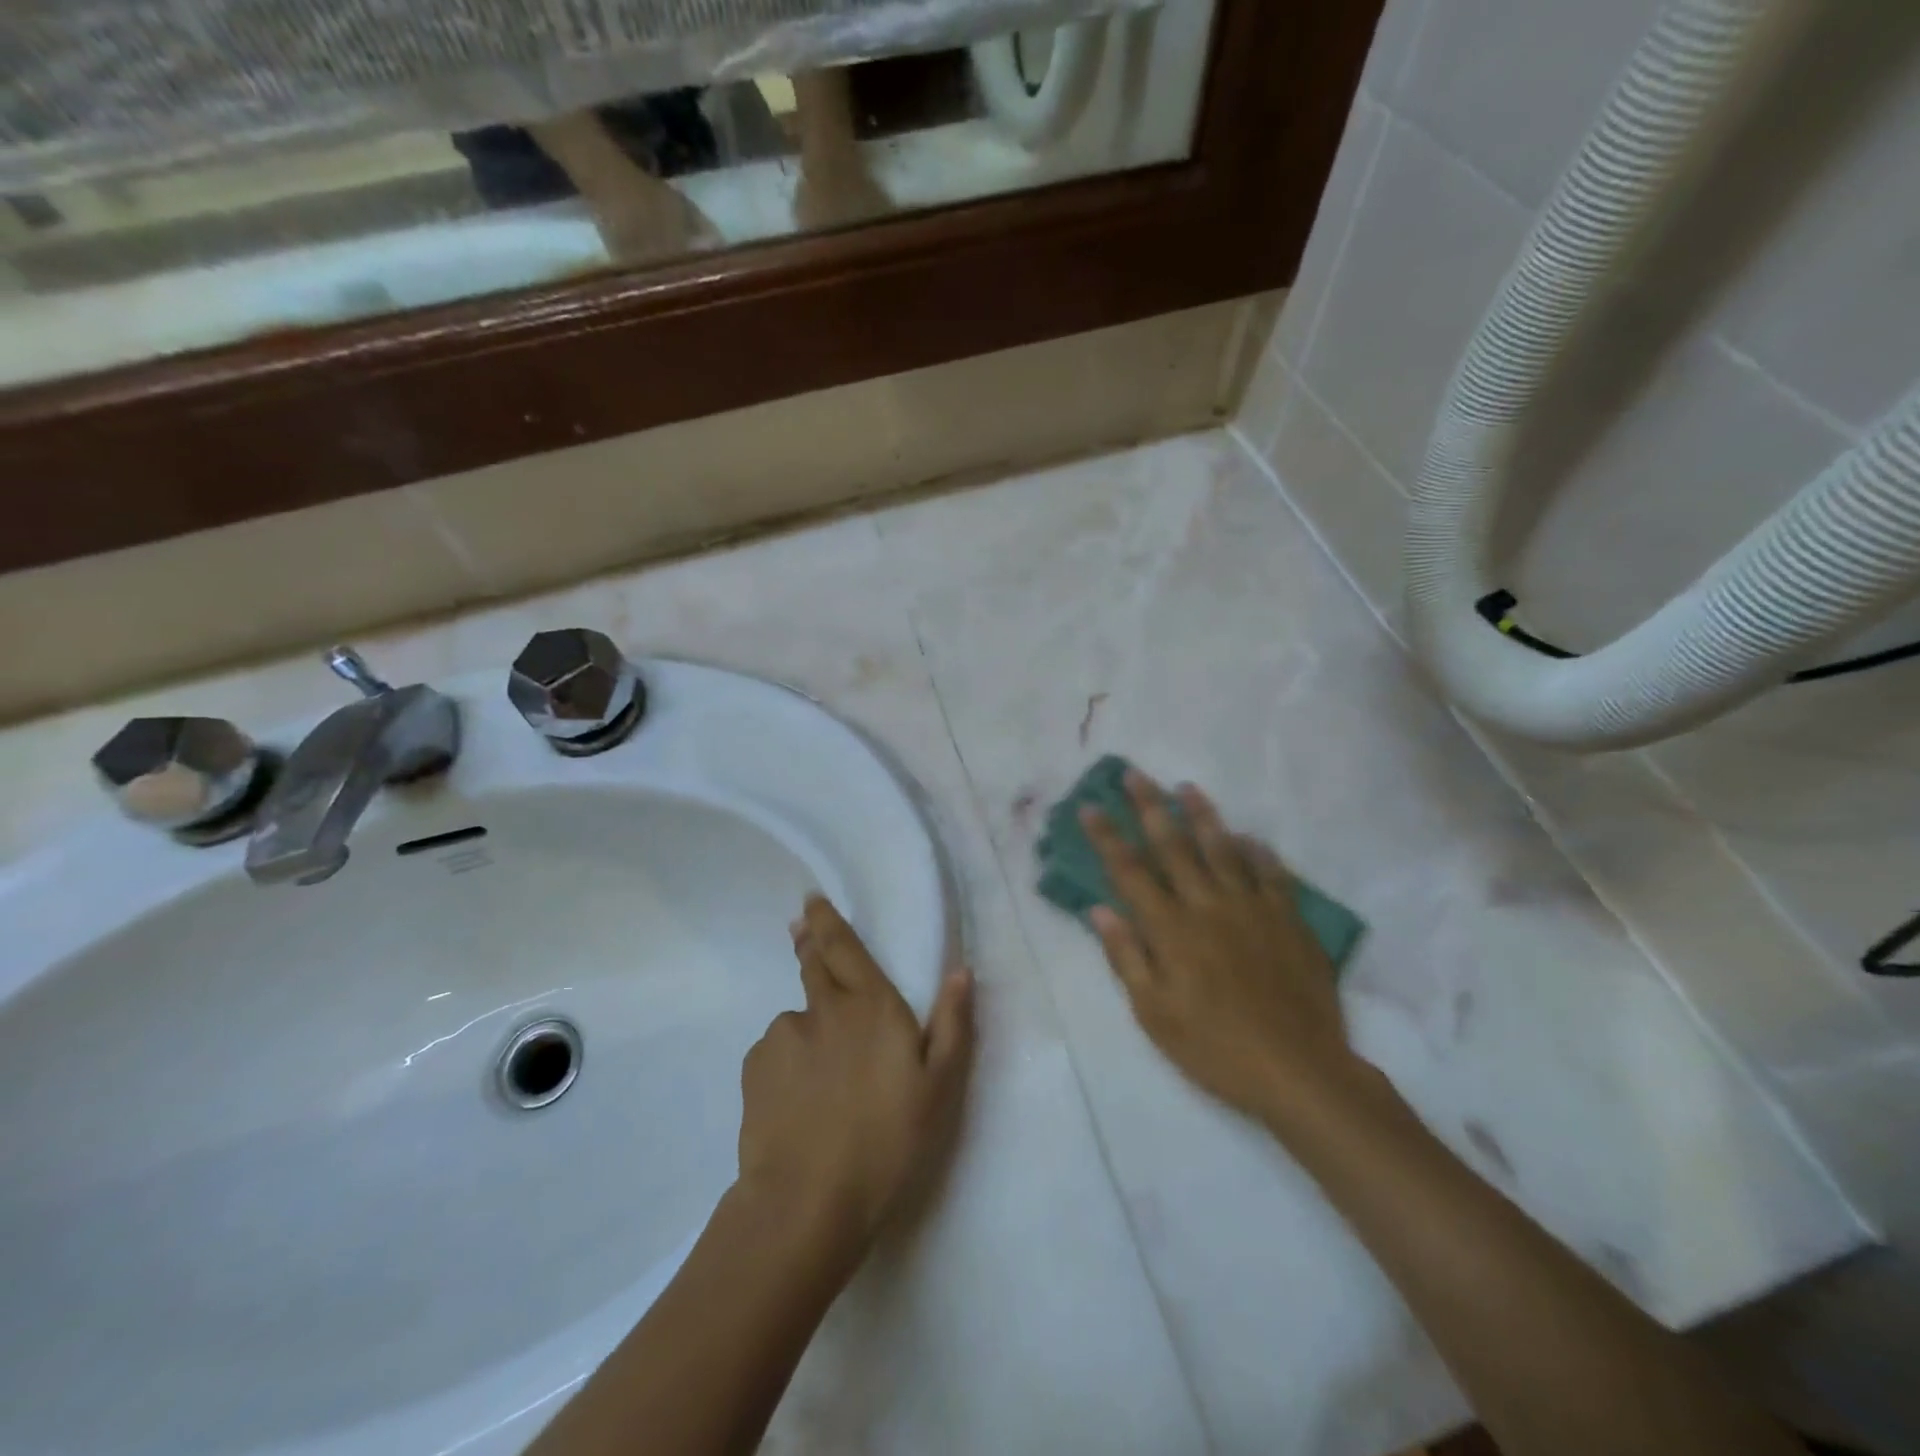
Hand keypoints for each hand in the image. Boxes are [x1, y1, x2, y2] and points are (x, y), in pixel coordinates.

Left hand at [736, 895, 974, 1255]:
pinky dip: (786, 1065)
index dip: (828, 920)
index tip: (812, 899)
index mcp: (871, 1006)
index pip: (845, 947)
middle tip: (800, 927)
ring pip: (798, 1020)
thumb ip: (953, 1025)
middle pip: (813, 964)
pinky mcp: (754, 1067)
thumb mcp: (940, 1089)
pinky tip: (796, 1102)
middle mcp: (824, 1008)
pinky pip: (775, 1054)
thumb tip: (961, 971)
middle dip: (808, 942)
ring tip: (820, 1080)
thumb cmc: (887, 1141)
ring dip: (807, 1030)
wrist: (807, 1201)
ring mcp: (784, 1035)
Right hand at [1083, 772, 1364, 1123]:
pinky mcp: (1288, 920)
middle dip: (1150, 807)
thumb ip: (1127, 957)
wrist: (1300, 1071)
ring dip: (1202, 816)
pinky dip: (1258, 852)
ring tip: (1187, 788)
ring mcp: (1252, 908)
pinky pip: (1271, 874)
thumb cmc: (1216, 1048)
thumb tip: (1099, 910)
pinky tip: (1249, 837)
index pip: (1130, 872)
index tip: (1090, 807)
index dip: (1108, 837)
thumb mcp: (1155, 1014)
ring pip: (1223, 849)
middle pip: (1174, 846)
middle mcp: (1208, 905)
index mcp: (1171, 929)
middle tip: (1135, 774)